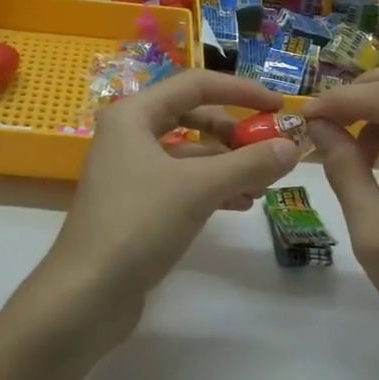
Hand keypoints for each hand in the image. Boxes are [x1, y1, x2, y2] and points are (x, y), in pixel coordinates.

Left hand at [38, 70, 301, 339]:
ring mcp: (129, 169)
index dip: (240, 90)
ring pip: (188, 153)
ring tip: (263, 184)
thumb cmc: (138, 224)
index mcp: (134, 114)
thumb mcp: (199, 188)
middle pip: (192, 116)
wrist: (86, 294)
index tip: (278, 105)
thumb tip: (292, 145)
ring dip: (227, 163)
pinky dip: (211, 187)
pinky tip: (240, 204)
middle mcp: (129, 133)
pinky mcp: (135, 203)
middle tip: (270, 147)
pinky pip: (181, 181)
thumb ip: (248, 164)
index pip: (196, 85)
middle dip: (233, 132)